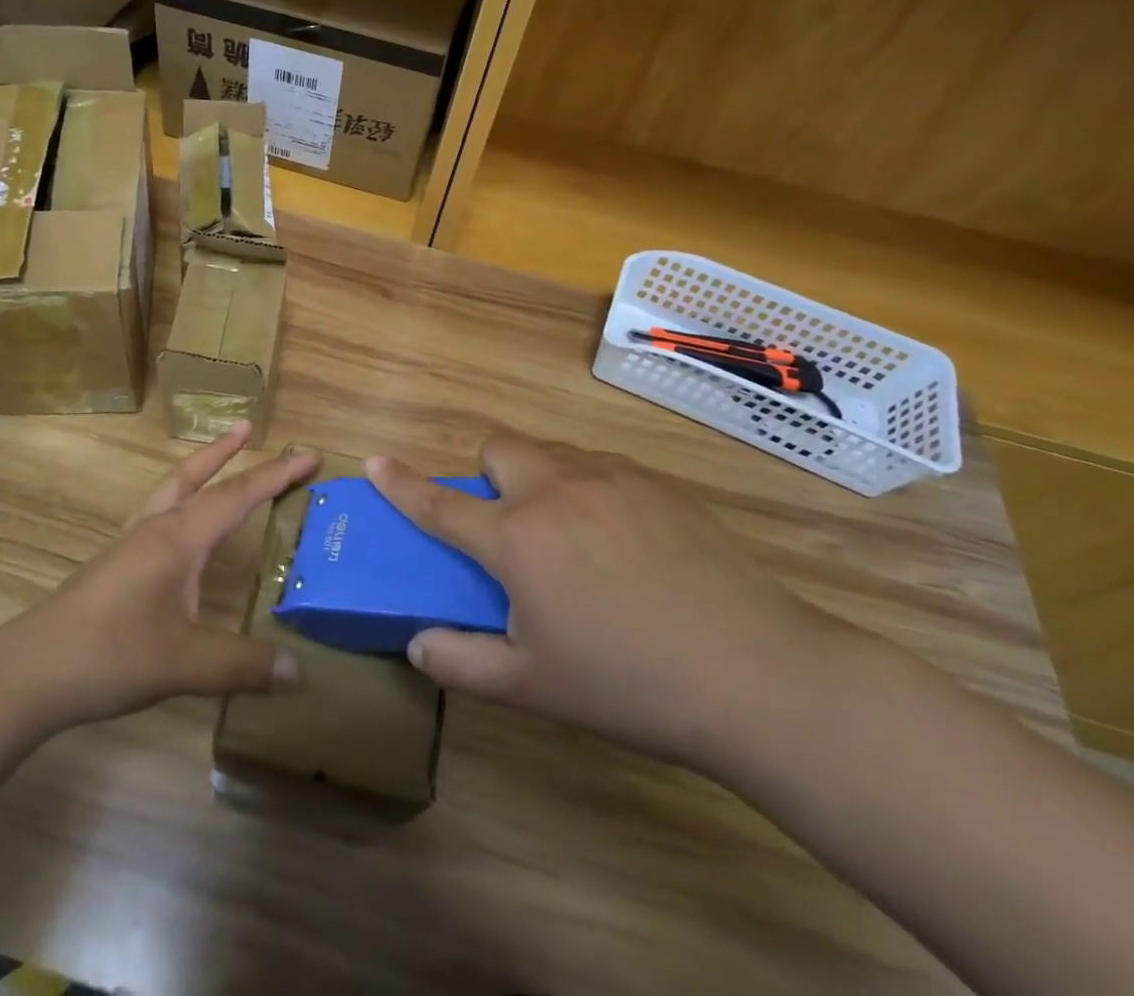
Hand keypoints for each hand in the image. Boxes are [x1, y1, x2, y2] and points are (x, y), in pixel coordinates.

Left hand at [0, 424, 319, 738]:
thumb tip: (296, 671)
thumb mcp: (185, 663)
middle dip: (225, 452)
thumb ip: (242, 664)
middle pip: (194, 476)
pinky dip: (176, 502)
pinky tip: (176, 529)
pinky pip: (154, 516)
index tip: (309, 455)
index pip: (236, 495)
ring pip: (169, 491)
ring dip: (197, 471)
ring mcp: (128, 545)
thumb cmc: (111, 655)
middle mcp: (154, 530)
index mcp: (178, 539)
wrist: (30, 672)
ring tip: (216, 462)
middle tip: (247, 427)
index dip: (276, 475)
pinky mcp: (113, 566)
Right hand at [366, 433, 834, 774]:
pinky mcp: (657, 483)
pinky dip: (590, 489)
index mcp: (516, 538)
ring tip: (573, 538)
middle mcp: (555, 490)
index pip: (440, 504)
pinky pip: (601, 467)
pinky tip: (627, 542)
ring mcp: (610, 479)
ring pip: (552, 453)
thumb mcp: (533, 686)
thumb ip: (462, 662)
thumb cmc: (629, 684)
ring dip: (540, 480)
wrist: (757, 674)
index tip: (376, 462)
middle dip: (488, 475)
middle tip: (511, 528)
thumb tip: (416, 643)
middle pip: (498, 447)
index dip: (401, 484)